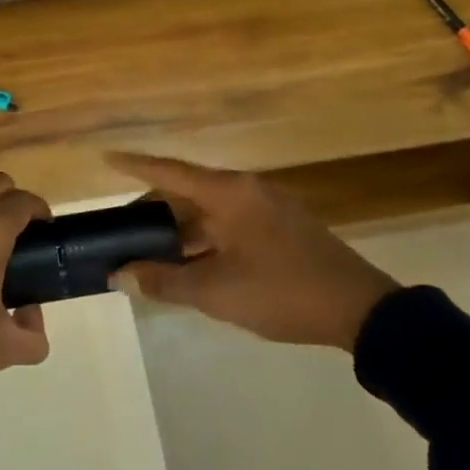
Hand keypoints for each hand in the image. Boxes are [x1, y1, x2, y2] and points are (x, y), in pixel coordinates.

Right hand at [104, 153, 399, 350]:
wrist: (363, 311)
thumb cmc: (281, 291)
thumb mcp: (215, 291)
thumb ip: (164, 281)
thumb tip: (120, 275)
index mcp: (229, 193)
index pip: (170, 172)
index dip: (135, 165)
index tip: (106, 157)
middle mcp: (246, 190)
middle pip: (188, 193)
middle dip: (154, 213)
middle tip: (123, 233)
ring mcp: (267, 208)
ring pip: (209, 214)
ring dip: (180, 234)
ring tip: (149, 255)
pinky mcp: (282, 229)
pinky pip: (229, 226)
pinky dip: (204, 242)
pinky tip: (191, 266)